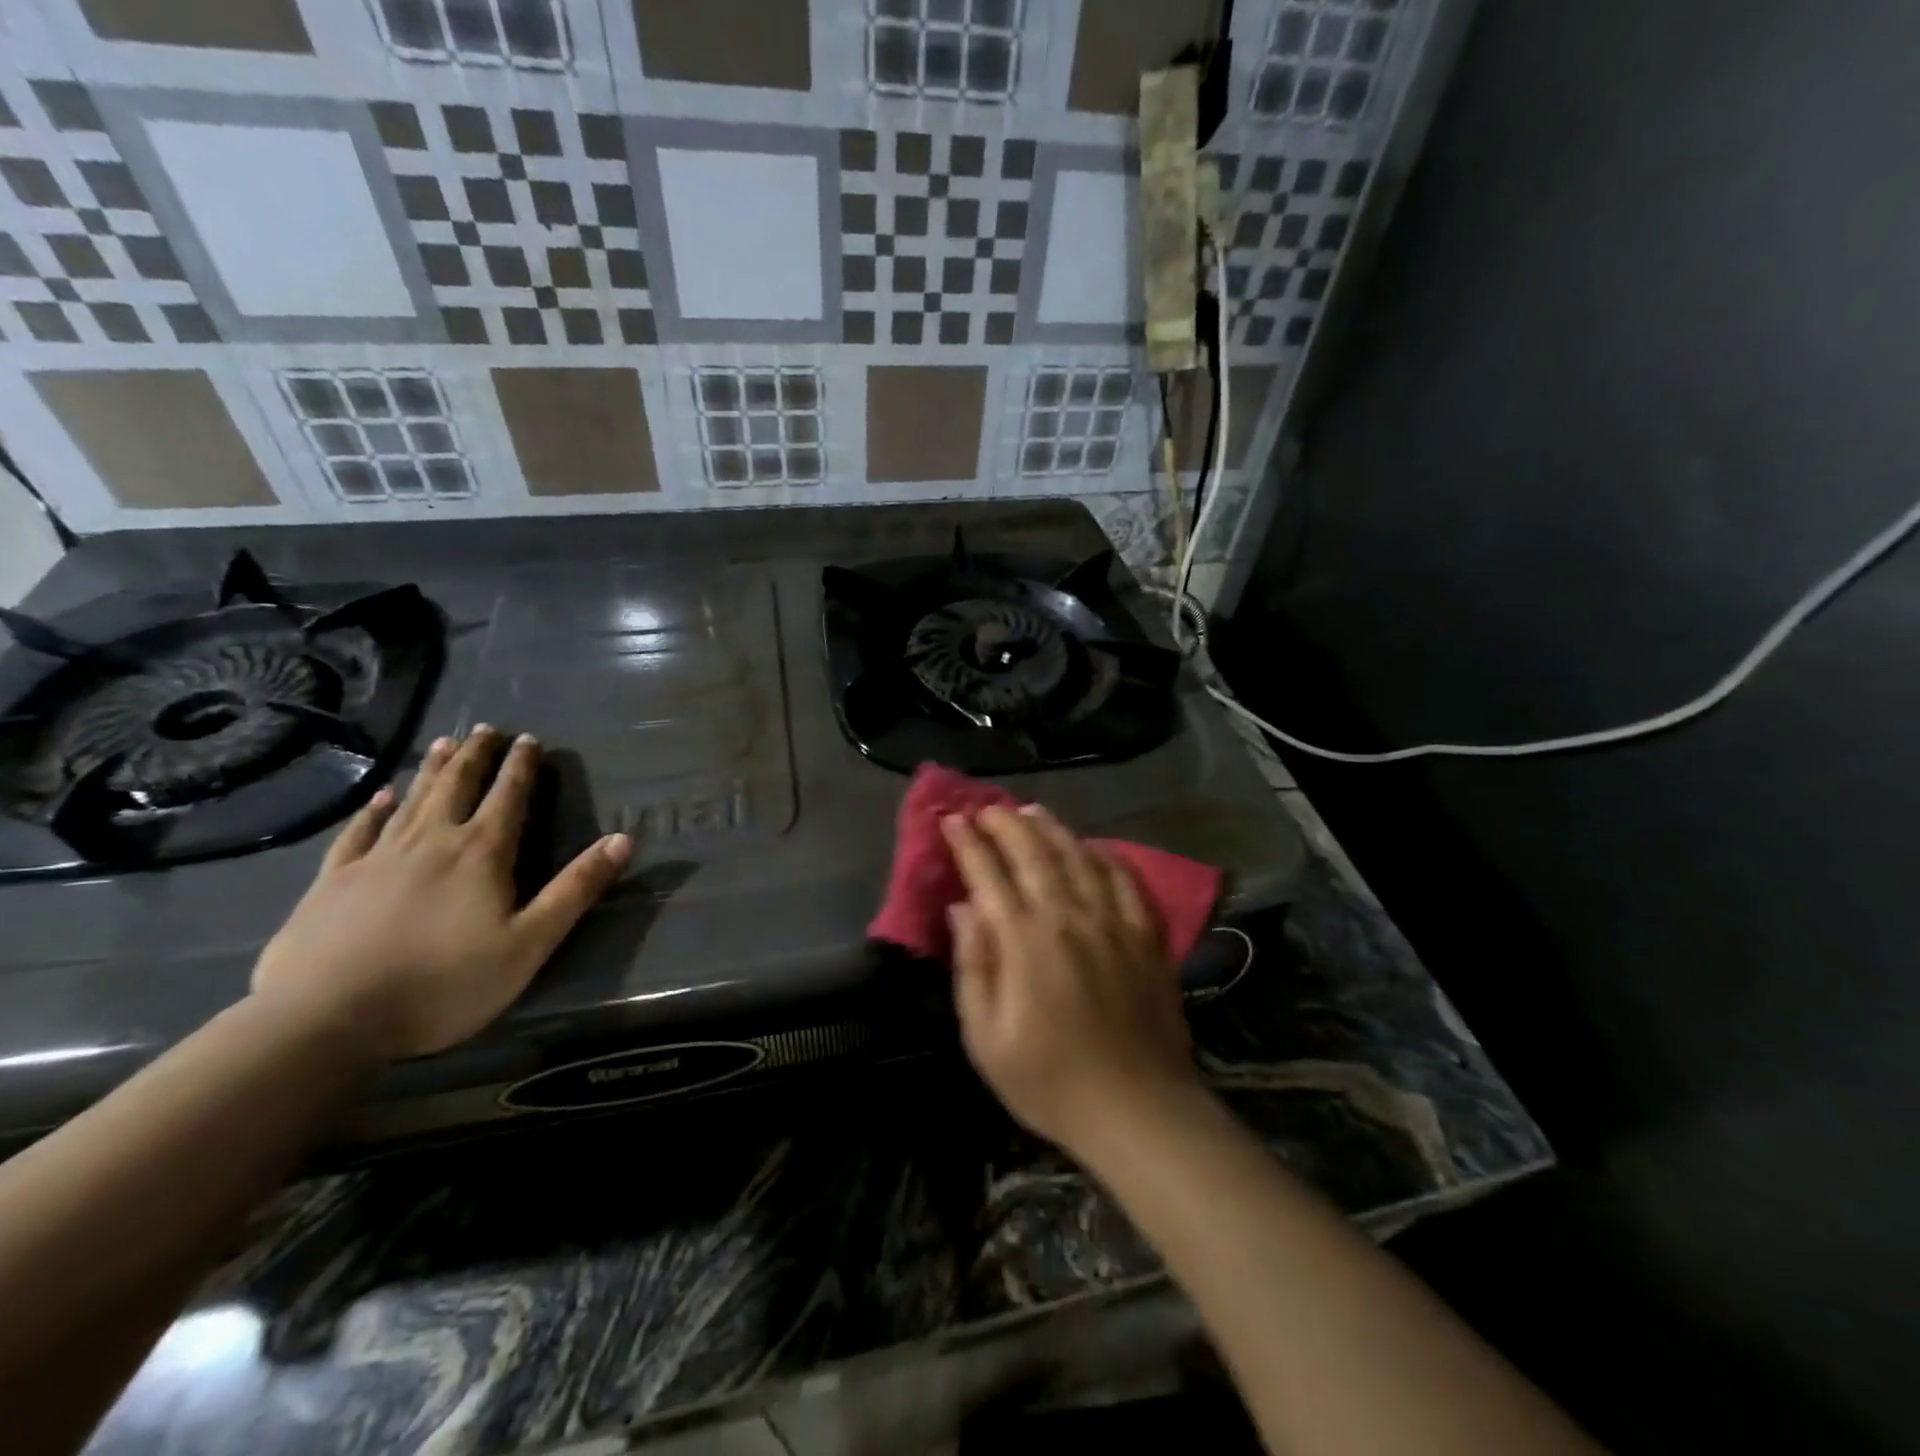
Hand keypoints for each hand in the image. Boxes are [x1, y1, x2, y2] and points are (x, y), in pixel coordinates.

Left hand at [251, 726, 631, 1061]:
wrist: (325, 1019)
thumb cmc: (444, 984)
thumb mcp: (529, 943)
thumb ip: (576, 889)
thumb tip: (623, 839)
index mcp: (481, 854)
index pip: (509, 797)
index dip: (521, 767)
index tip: (529, 739)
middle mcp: (432, 841)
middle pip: (459, 786)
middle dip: (477, 755)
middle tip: (486, 728)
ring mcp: (377, 858)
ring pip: (413, 799)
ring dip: (434, 769)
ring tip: (445, 742)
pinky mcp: (333, 881)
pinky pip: (359, 832)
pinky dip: (374, 810)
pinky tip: (381, 797)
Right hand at [942, 804, 1200, 1155]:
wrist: (1138, 1110)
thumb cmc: (1050, 1082)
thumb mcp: (986, 1039)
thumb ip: (973, 967)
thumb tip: (963, 909)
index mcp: (1024, 941)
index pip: (989, 874)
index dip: (967, 843)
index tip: (952, 820)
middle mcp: (1068, 917)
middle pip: (1033, 852)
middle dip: (1005, 823)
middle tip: (987, 809)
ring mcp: (1113, 921)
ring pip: (1078, 855)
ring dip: (1051, 828)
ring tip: (1031, 811)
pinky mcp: (1147, 935)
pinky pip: (1126, 879)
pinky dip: (1105, 855)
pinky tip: (1093, 847)